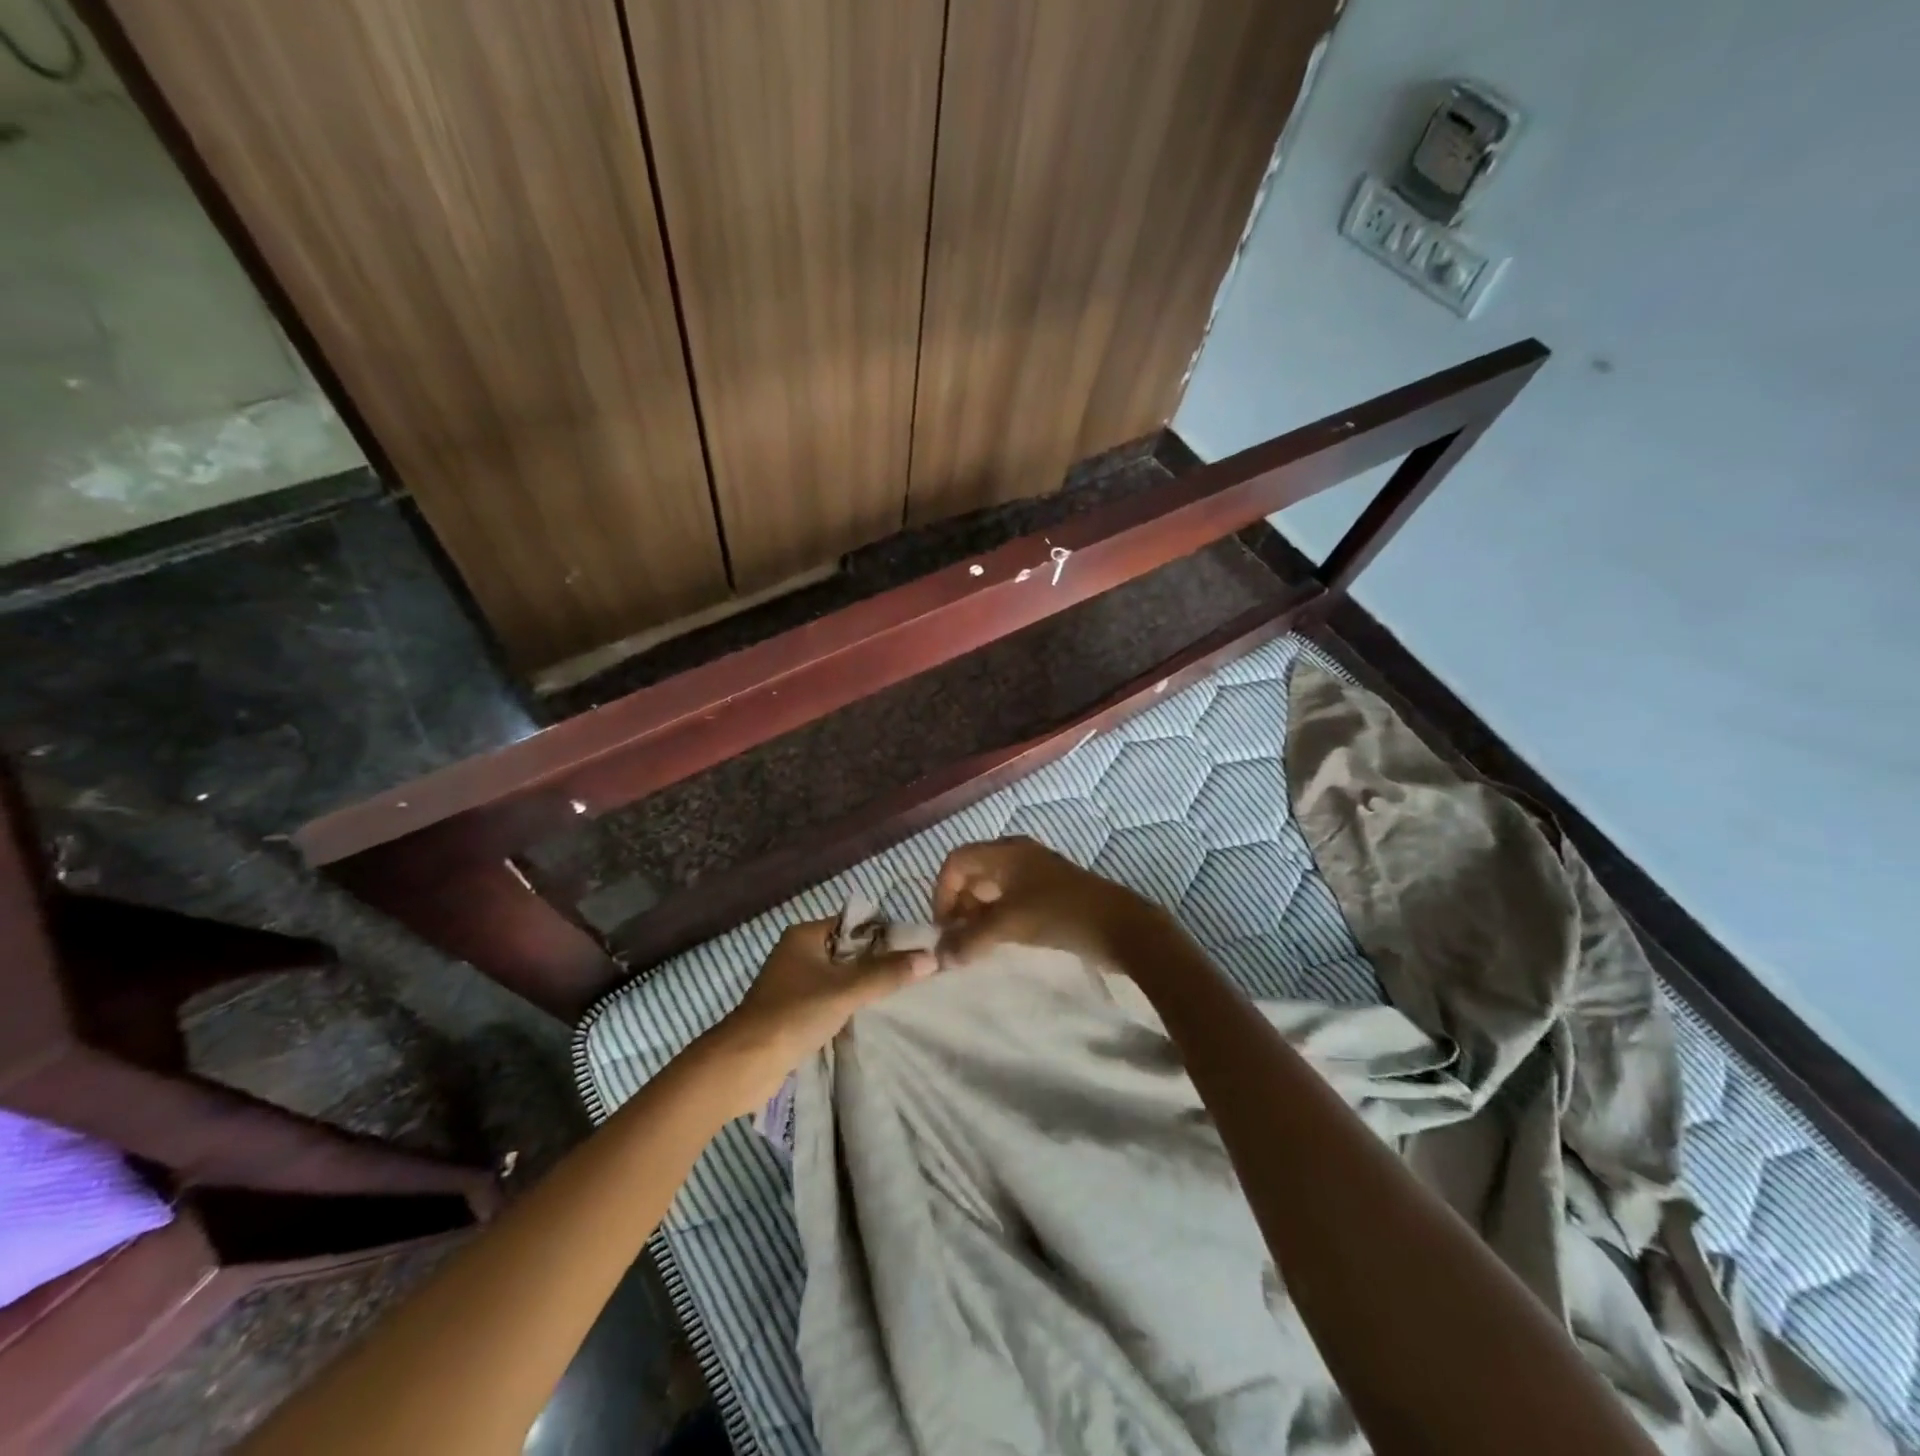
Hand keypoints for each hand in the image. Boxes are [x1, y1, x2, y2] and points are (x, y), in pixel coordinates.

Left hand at [702, 918, 934, 1118]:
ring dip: (864, 987)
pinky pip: (831, 999)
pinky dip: (850, 1006)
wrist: (743, 1065)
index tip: (916, 950)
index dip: (884, 935)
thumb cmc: (793, 1015)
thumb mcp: (845, 990)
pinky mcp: (794, 1012)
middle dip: (878, 963)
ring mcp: (795, 984)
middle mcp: (798, 953)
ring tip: (901, 995)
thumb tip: (931, 957)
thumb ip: (887, 973)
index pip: (854, 924)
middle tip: (915, 974)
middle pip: (849, 951)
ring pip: (841, 977)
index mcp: (804, 935)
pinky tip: (873, 1017)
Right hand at [932, 837, 1173, 969]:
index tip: (944, 927)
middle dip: (959, 904)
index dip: (942, 892)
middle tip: (958, 938)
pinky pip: (1011, 899)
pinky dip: (998, 917)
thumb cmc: (1060, 914)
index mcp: (1005, 852)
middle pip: (973, 872)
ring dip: (978, 914)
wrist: (1122, 926)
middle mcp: (1018, 855)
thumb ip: (969, 940)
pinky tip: (1001, 941)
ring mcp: (1036, 872)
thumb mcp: (1009, 926)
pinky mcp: (1050, 892)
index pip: (956, 861)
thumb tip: (939, 957)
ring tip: (977, 945)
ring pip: (992, 888)